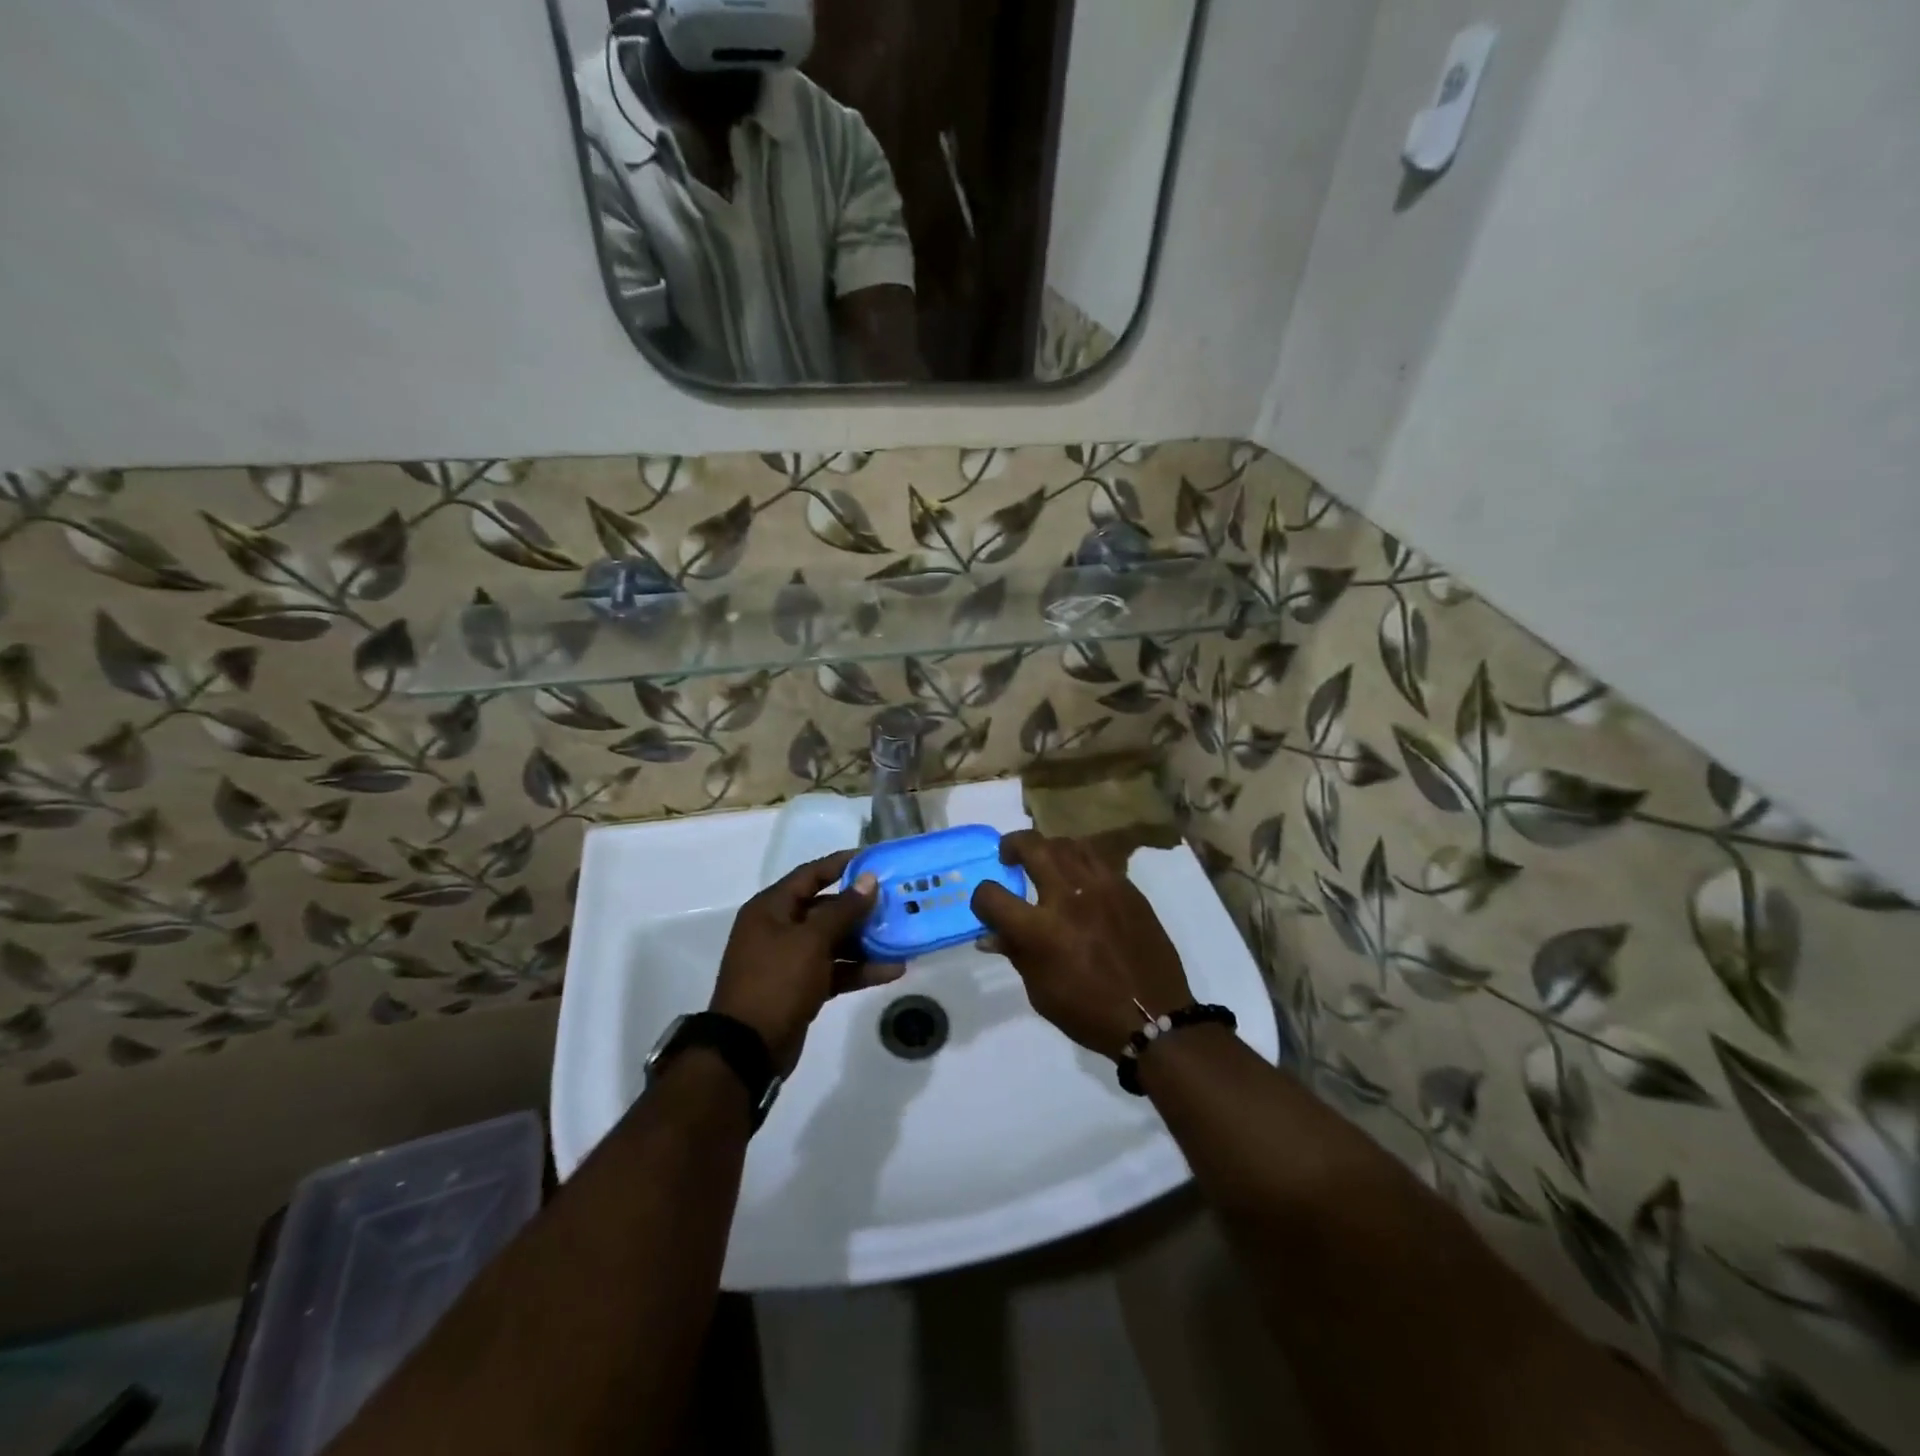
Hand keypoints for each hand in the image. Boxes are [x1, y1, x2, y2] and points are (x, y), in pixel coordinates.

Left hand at [710, 851, 904, 1073]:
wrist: (748, 1048)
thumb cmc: (776, 981)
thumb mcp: (811, 940)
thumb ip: (843, 909)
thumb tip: (869, 879)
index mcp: (771, 908)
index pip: (811, 874)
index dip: (841, 864)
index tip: (874, 859)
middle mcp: (779, 928)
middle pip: (825, 908)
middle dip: (860, 907)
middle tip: (897, 901)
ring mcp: (790, 959)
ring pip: (833, 941)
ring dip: (865, 941)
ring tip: (902, 936)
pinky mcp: (801, 987)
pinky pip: (835, 969)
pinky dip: (859, 969)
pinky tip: (892, 970)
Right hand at [971, 831, 1192, 1058]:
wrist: (1152, 1016)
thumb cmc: (1088, 1012)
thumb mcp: (1040, 991)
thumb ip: (1015, 953)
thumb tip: (990, 934)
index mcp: (1039, 930)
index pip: (992, 895)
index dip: (981, 899)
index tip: (987, 907)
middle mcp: (1068, 898)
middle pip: (1032, 847)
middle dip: (1012, 845)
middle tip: (1009, 855)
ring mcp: (1101, 887)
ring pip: (1067, 844)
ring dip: (1048, 848)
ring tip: (1045, 861)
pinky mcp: (1126, 888)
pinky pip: (1097, 858)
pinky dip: (1079, 860)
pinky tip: (1078, 877)